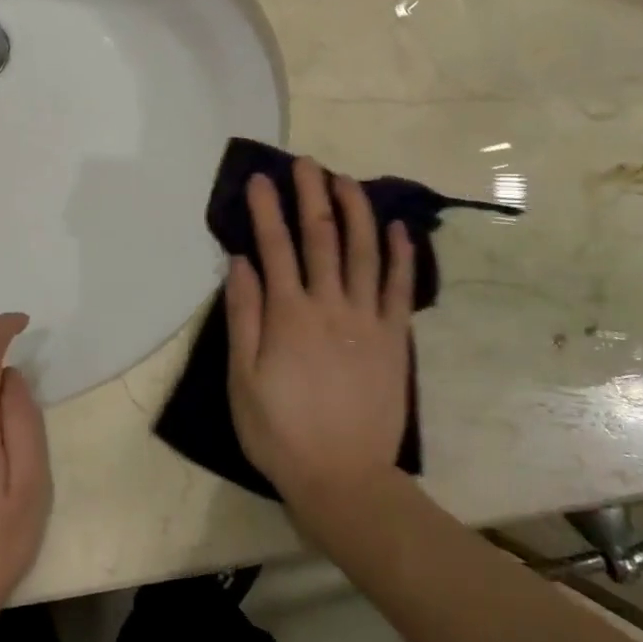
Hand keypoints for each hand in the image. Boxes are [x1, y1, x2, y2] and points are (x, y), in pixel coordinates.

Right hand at [225, 157, 415, 510]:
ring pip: (365, 252)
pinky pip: (400, 288)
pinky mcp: (395, 339)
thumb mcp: (242, 378)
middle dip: (312, 195)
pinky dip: (401, 256)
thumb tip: (240, 261)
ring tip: (347, 181)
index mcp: (288, 314)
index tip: (260, 178)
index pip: (274, 246)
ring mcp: (368, 320)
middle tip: (308, 163)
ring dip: (356, 211)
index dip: (266, 209)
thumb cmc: (279, 430)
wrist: (343, 478)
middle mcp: (330, 305)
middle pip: (321, 237)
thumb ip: (243, 315)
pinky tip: (398, 229)